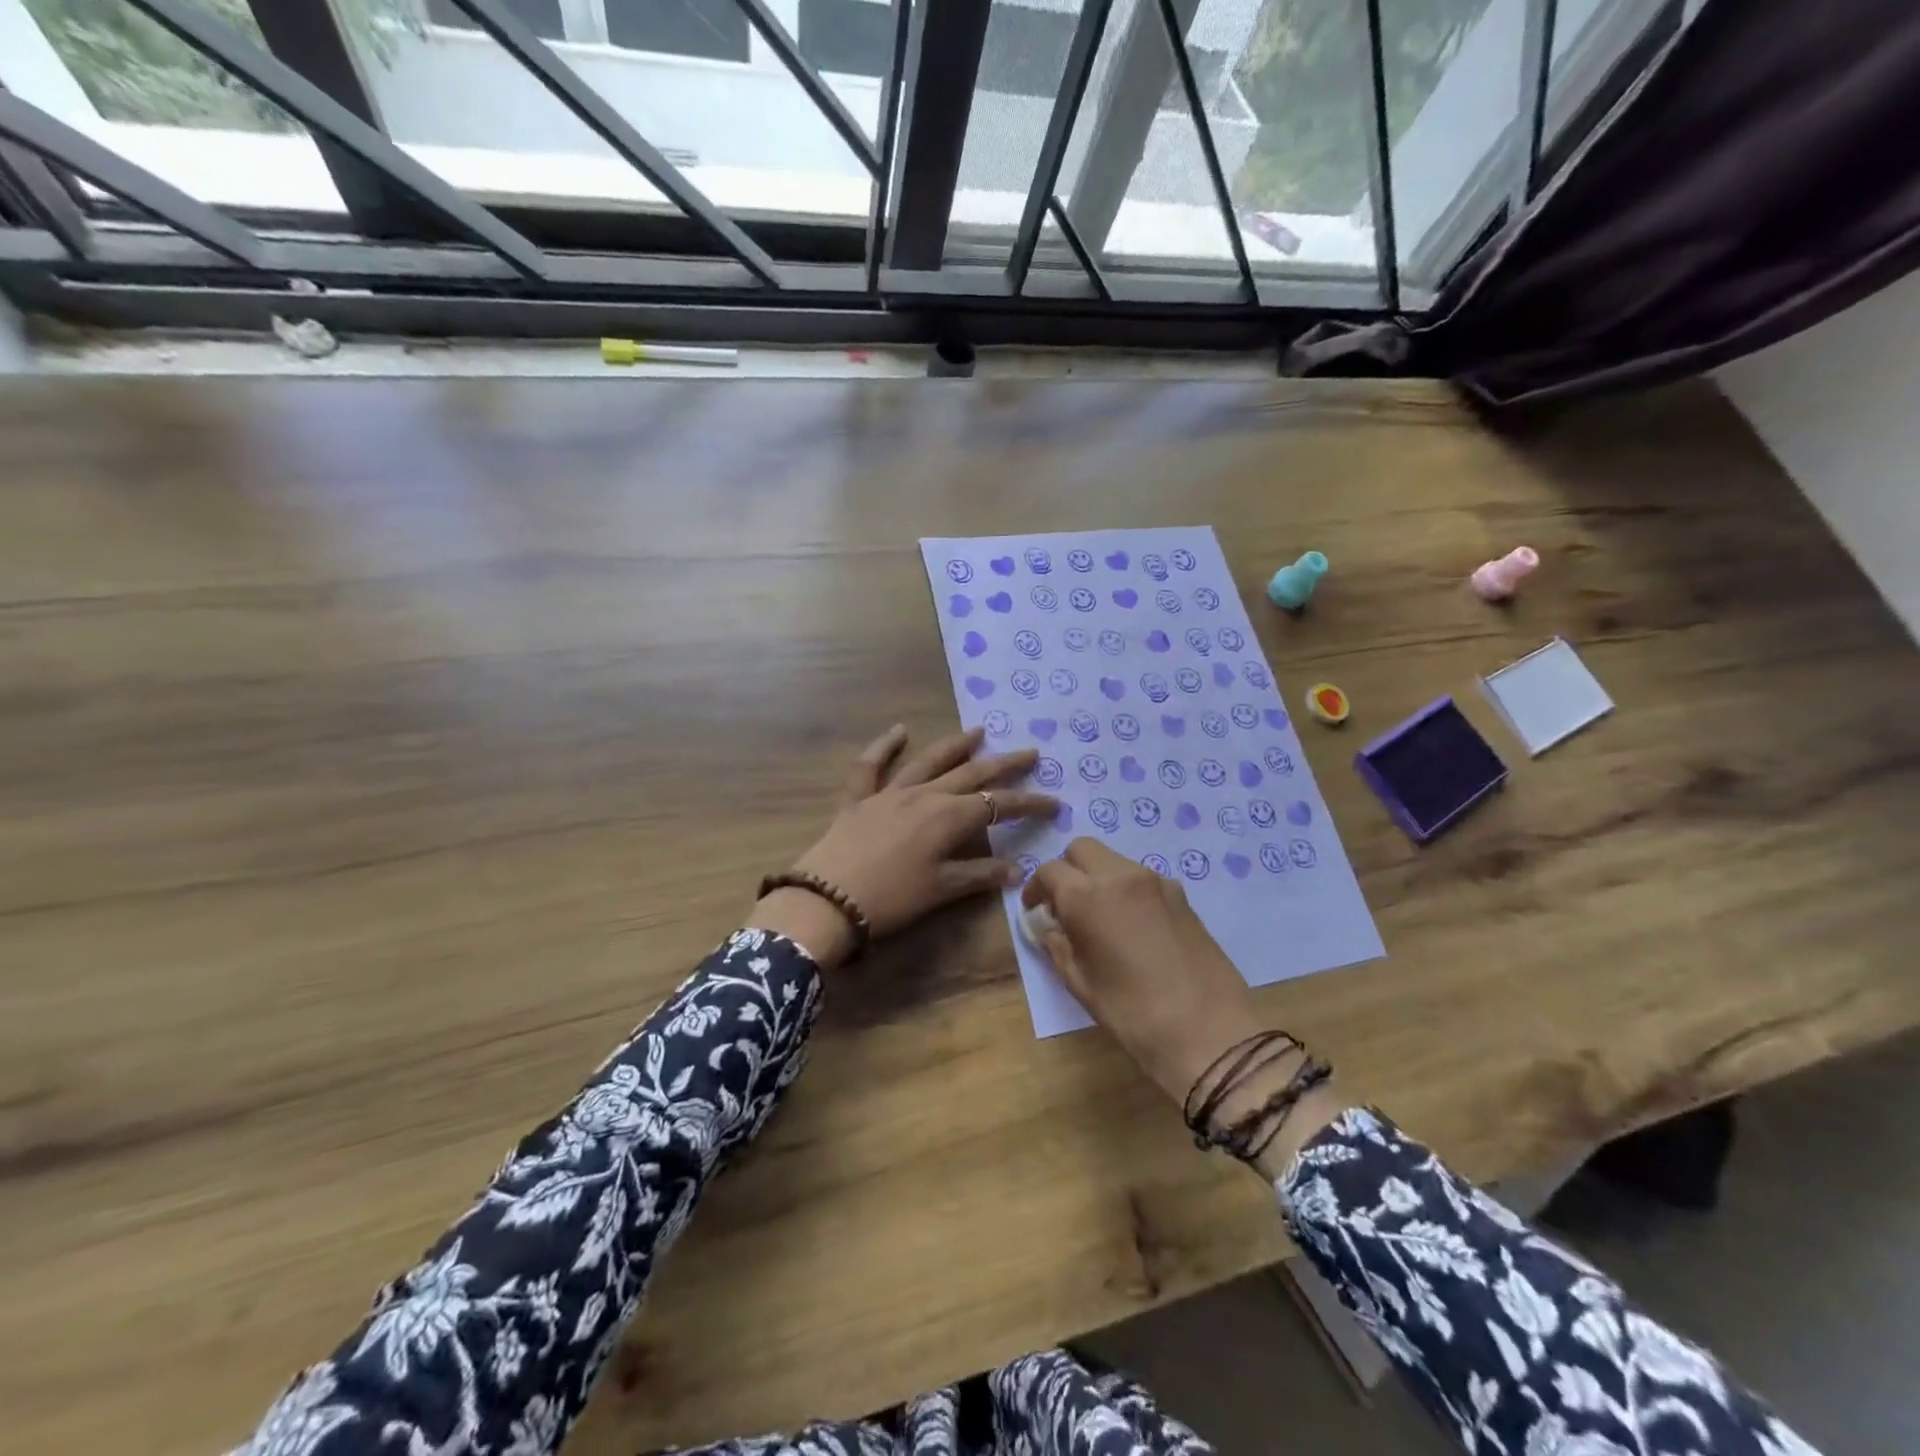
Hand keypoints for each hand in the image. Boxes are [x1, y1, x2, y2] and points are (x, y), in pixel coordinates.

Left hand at [752, 725, 1057, 967]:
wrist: (827, 900)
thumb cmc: (892, 899)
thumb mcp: (941, 890)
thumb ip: (979, 875)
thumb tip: (1017, 869)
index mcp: (949, 818)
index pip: (998, 806)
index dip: (1028, 804)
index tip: (1054, 801)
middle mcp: (925, 795)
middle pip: (971, 774)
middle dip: (1004, 764)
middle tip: (1029, 752)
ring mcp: (890, 793)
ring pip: (930, 762)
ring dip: (956, 746)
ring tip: (978, 731)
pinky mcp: (860, 798)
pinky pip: (871, 766)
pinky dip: (884, 746)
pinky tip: (899, 731)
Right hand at [1024, 838, 1340, 1176]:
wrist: (1208, 1031)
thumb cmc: (1132, 1013)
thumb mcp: (1081, 983)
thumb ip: (1057, 945)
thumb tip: (1048, 926)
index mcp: (1087, 896)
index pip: (1049, 871)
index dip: (1036, 888)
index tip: (1035, 910)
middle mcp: (1120, 876)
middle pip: (1082, 849)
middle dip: (1067, 869)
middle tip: (1065, 904)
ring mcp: (1156, 882)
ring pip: (1115, 860)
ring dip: (1099, 877)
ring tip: (1100, 916)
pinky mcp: (1181, 895)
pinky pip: (1142, 878)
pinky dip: (1127, 889)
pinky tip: (1133, 926)